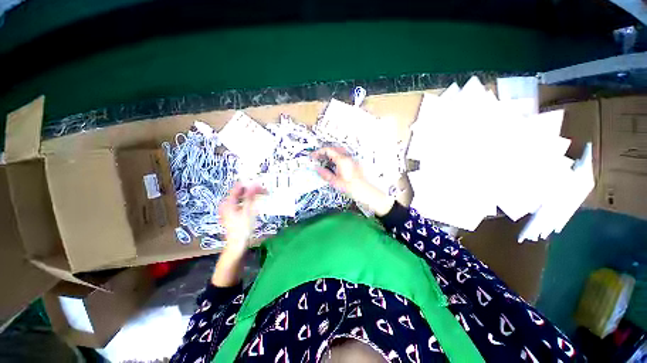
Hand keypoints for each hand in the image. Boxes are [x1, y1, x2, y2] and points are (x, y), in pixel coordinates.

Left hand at [219, 182, 264, 255]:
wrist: (237, 244)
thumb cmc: (242, 228)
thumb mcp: (248, 211)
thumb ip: (251, 196)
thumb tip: (254, 184)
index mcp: (228, 202)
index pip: (238, 187)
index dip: (250, 184)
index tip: (260, 184)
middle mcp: (227, 204)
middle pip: (240, 193)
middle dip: (252, 190)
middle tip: (264, 191)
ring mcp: (229, 209)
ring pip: (242, 198)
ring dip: (252, 196)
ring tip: (262, 196)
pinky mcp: (233, 214)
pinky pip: (241, 203)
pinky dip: (249, 202)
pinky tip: (256, 203)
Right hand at [311, 147, 394, 215]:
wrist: (365, 191)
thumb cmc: (351, 187)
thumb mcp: (335, 182)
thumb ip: (325, 174)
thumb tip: (316, 168)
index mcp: (342, 160)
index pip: (328, 150)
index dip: (319, 152)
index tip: (313, 156)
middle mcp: (347, 158)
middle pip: (334, 148)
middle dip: (324, 151)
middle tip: (318, 157)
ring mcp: (352, 160)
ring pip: (339, 151)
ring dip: (331, 153)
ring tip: (325, 159)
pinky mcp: (354, 163)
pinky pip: (344, 156)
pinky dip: (337, 157)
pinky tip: (334, 164)